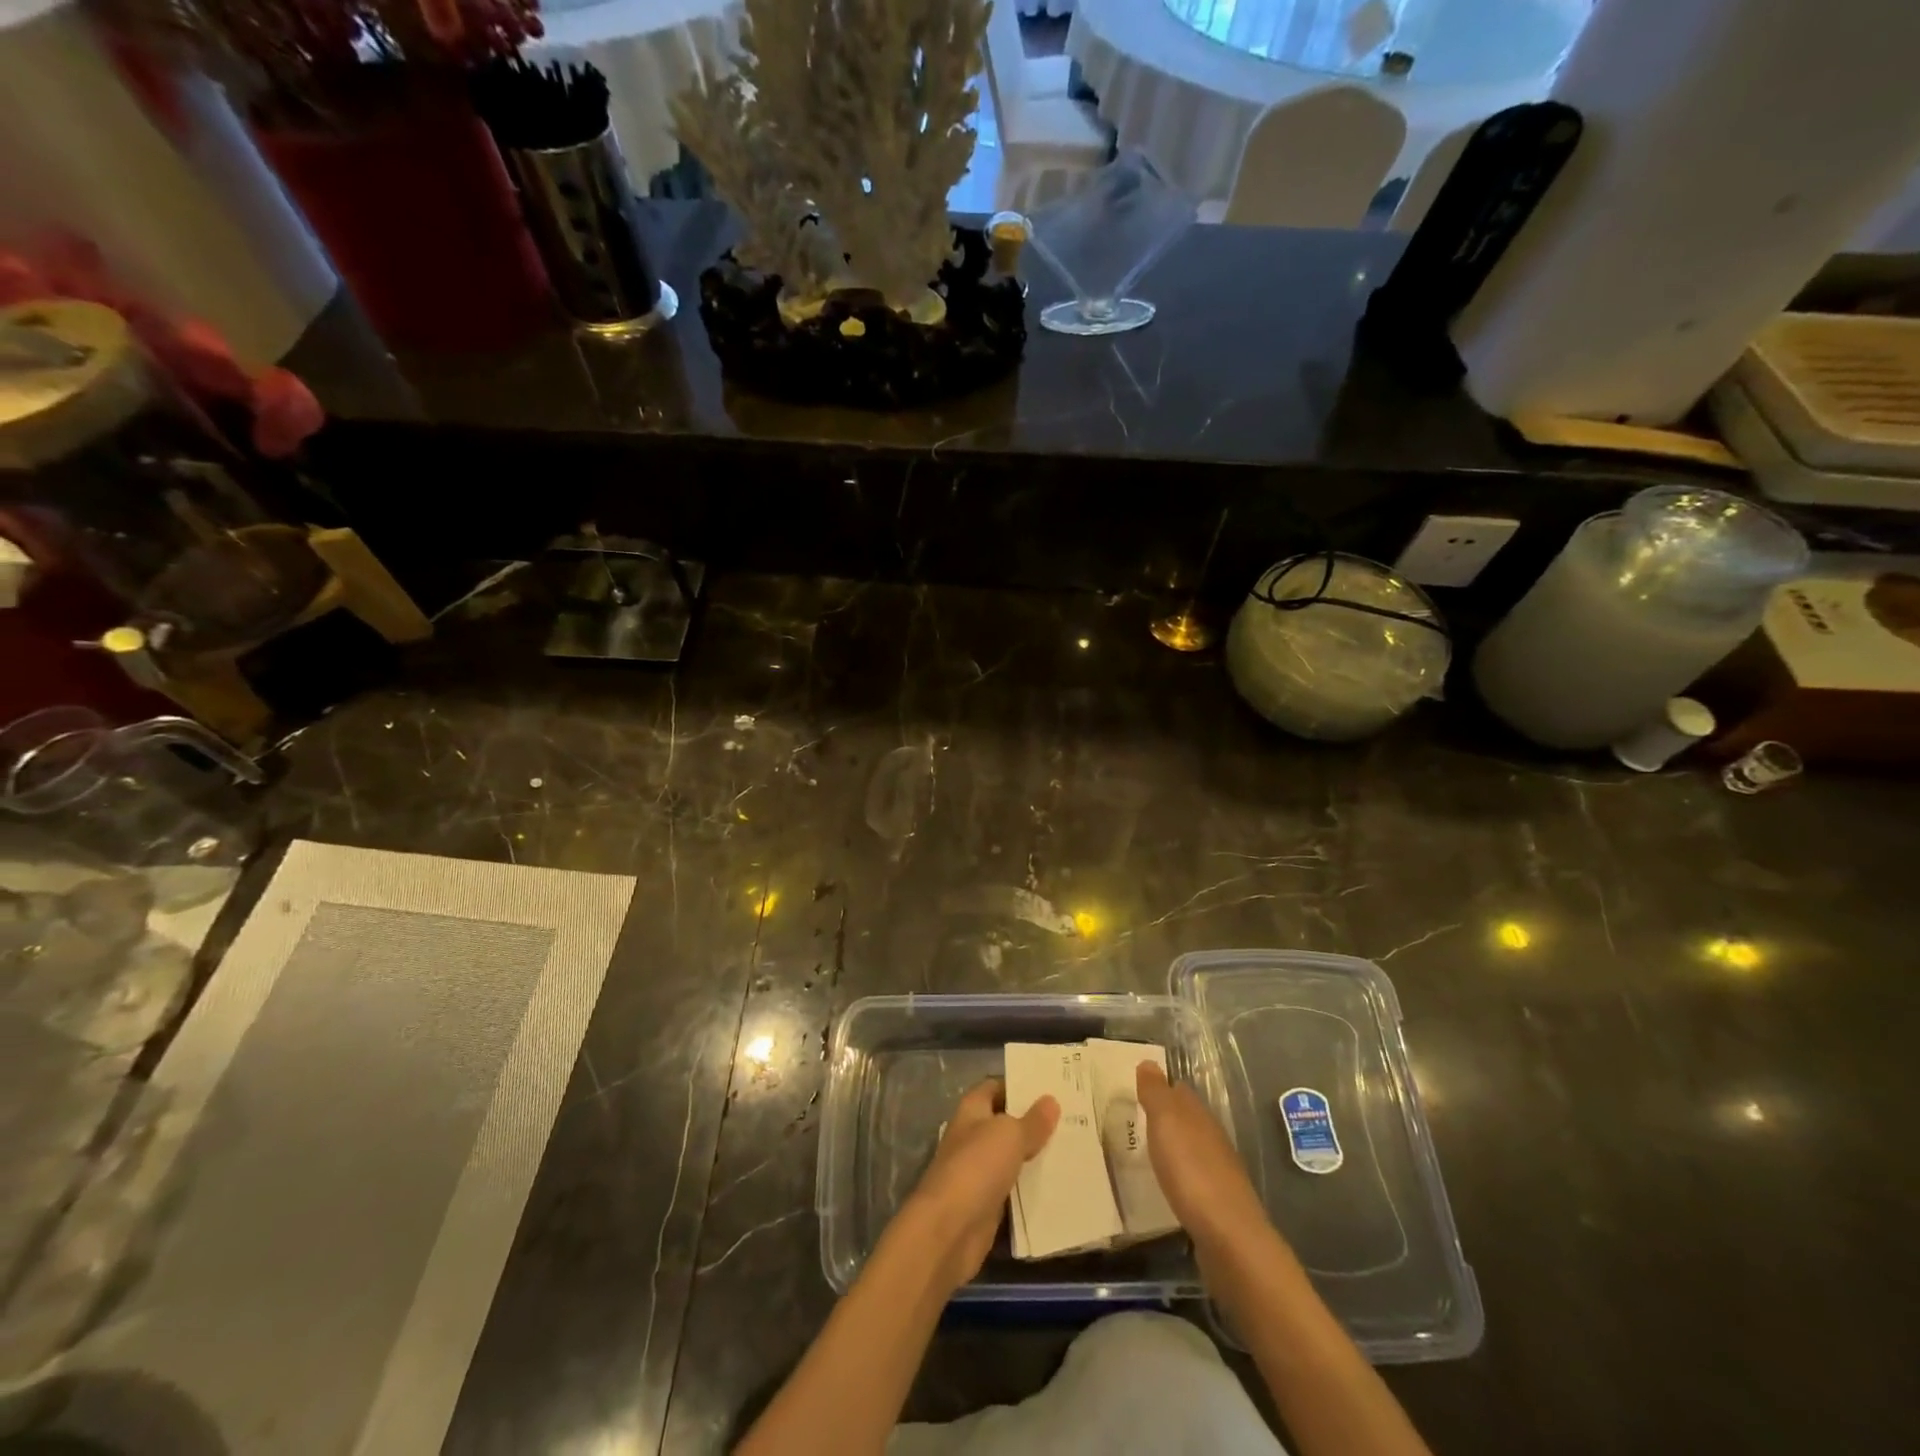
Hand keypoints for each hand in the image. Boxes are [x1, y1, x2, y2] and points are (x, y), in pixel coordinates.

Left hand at [902, 1079, 1057, 1291]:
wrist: (949, 1230)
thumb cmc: (976, 1167)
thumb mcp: (1010, 1135)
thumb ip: (1032, 1121)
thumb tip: (1051, 1101)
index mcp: (972, 1111)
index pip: (996, 1087)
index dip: (1020, 1085)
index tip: (1052, 1086)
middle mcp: (973, 1137)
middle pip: (1006, 1123)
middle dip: (1034, 1122)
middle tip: (1072, 1117)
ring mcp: (979, 1172)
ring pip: (1013, 1158)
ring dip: (1037, 1156)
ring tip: (1074, 1148)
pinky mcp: (988, 1205)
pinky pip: (1015, 1190)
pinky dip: (1033, 1188)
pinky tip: (1061, 1185)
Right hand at [1135, 1061, 1270, 1252]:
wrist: (1229, 1237)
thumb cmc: (1192, 1170)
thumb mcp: (1166, 1122)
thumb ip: (1156, 1093)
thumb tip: (1149, 1062)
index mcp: (1200, 1116)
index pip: (1179, 1091)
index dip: (1159, 1088)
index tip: (1135, 1091)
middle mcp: (1212, 1138)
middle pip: (1186, 1120)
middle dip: (1164, 1118)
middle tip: (1134, 1120)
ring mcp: (1218, 1172)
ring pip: (1191, 1149)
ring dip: (1172, 1148)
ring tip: (1146, 1152)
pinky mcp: (1217, 1204)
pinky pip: (1193, 1179)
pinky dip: (1179, 1176)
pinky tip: (1167, 1184)